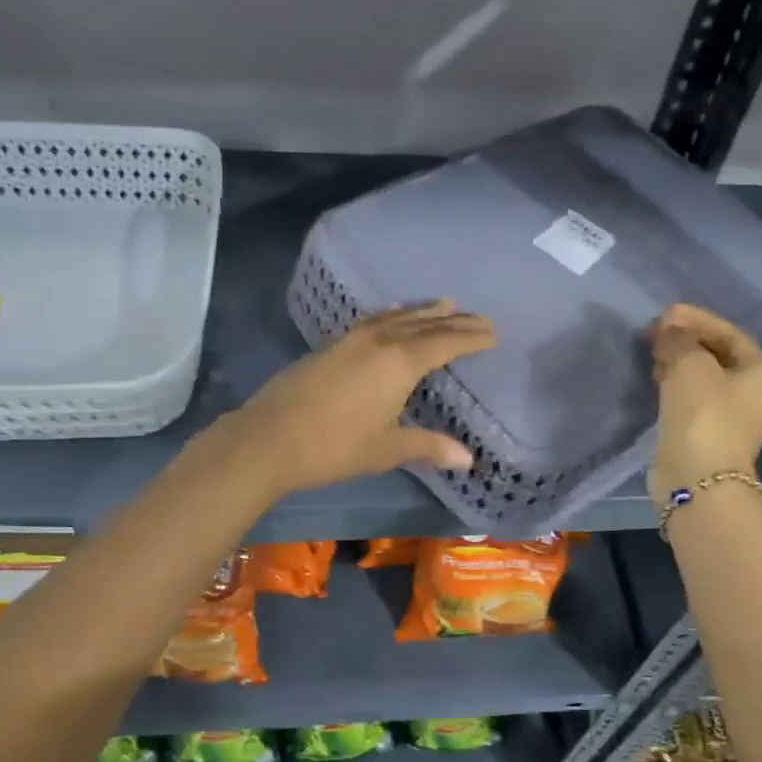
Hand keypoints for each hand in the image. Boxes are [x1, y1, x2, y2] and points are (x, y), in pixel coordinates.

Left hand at [225, 300, 496, 496]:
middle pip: (424, 324)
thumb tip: (469, 459)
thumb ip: (427, 447)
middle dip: (454, 321)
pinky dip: (390, 315)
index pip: (444, 343)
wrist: (269, 438)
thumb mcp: (386, 449)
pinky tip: (391, 315)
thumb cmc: (334, 447)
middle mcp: (379, 342)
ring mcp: (351, 340)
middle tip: (479, 316)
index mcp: (399, 363)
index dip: (470, 338)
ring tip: (443, 303)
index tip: (493, 334)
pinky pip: (371, 321)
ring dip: (422, 311)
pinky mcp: (330, 347)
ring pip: (396, 318)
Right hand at [647, 303, 761, 501]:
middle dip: (686, 340)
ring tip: (650, 352)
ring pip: (702, 376)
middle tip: (654, 332)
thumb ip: (678, 339)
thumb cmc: (704, 414)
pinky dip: (674, 383)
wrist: (696, 478)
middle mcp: (754, 391)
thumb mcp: (690, 365)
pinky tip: (654, 378)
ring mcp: (730, 415)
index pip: (729, 333)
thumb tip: (668, 329)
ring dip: (678, 361)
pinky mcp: (706, 432)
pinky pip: (690, 397)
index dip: (696, 319)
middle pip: (717, 354)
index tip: (664, 313)